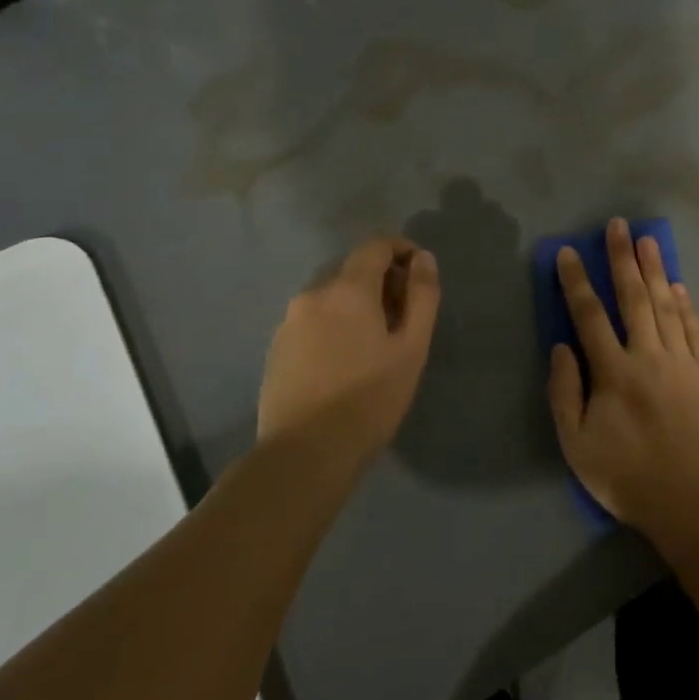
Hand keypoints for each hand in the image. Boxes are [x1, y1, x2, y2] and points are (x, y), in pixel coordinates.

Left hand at [258, 237, 440, 464]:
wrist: (305, 454)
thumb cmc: (370, 399)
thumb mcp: (411, 348)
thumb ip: (422, 296)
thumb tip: (422, 258)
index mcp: (348, 289)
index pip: (375, 246)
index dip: (401, 250)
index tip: (419, 273)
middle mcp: (313, 294)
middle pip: (352, 270)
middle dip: (381, 282)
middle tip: (404, 318)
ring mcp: (289, 322)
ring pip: (331, 298)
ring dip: (356, 306)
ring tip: (375, 344)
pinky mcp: (276, 348)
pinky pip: (313, 321)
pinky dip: (334, 326)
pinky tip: (345, 362)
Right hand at [547, 219, 698, 533]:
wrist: (695, 501)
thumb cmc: (628, 477)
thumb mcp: (577, 445)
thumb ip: (565, 393)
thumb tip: (562, 347)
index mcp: (614, 373)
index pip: (590, 315)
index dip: (577, 281)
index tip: (570, 252)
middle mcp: (649, 356)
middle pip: (634, 298)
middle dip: (622, 259)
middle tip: (618, 226)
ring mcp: (684, 362)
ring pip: (668, 306)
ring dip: (656, 270)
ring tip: (647, 240)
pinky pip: (696, 330)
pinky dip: (687, 305)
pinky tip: (679, 286)